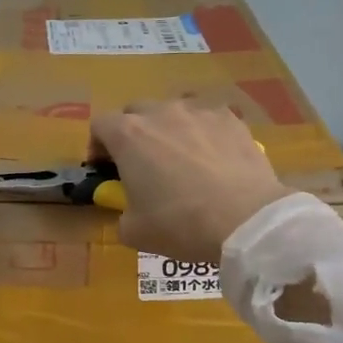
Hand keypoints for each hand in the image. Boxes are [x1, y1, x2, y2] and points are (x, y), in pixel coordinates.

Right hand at [89, 101, 294, 264]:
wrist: (245, 219)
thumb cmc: (180, 224)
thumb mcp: (135, 231)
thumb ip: (122, 214)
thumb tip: (129, 211)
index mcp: (128, 135)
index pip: (100, 124)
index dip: (98, 145)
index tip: (105, 167)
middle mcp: (160, 113)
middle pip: (135, 111)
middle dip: (133, 132)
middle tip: (142, 162)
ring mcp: (198, 111)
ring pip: (173, 111)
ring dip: (169, 128)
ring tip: (182, 157)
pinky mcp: (230, 119)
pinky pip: (208, 119)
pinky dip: (204, 133)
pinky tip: (215, 158)